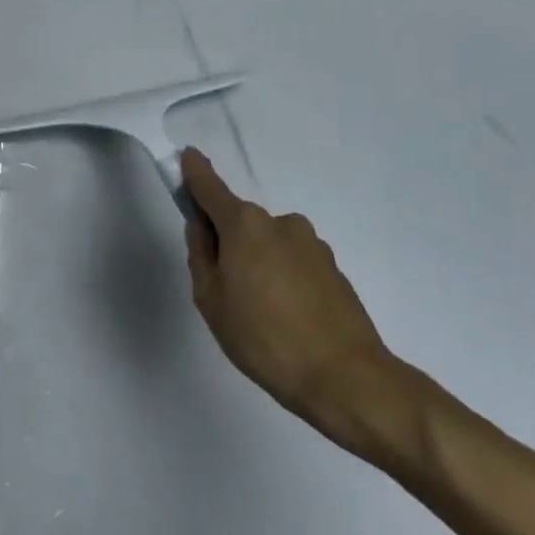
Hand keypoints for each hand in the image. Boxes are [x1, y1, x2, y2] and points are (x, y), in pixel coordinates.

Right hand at [181, 149, 408, 461]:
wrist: (345, 377)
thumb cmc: (263, 337)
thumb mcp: (210, 299)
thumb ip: (201, 255)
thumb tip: (202, 228)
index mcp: (245, 225)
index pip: (211, 188)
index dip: (195, 173)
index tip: (188, 156)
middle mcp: (281, 223)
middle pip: (241, 222)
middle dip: (228, 242)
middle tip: (224, 289)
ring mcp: (312, 245)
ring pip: (269, 244)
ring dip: (258, 263)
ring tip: (260, 313)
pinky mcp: (334, 269)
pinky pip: (293, 263)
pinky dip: (283, 279)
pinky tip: (286, 318)